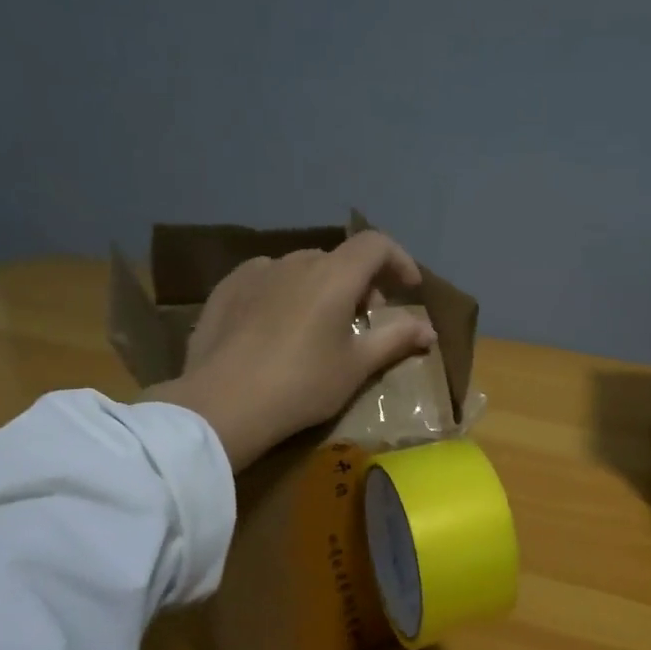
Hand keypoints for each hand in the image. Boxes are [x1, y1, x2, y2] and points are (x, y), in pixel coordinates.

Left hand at [149, 230, 436, 469]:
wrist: (222, 405)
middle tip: (364, 322)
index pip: (376, 245)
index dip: (399, 261)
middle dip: (361, 284)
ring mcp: (256, 272)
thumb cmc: (301, 385)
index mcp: (333, 276)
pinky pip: (268, 279)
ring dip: (323, 288)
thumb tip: (428, 329)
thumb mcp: (357, 367)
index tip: (409, 289)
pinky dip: (287, 292)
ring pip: (303, 268)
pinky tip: (278, 325)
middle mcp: (296, 262)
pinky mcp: (226, 289)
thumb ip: (395, 339)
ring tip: (320, 327)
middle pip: (340, 260)